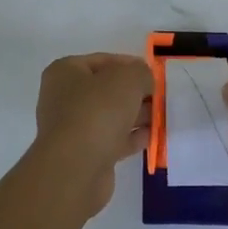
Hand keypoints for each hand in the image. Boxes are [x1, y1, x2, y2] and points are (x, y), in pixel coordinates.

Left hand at [29, 53, 154, 214]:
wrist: (76, 168)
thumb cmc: (97, 112)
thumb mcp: (127, 79)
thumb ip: (140, 72)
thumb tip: (144, 79)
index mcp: (65, 72)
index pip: (103, 60)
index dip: (130, 64)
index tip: (154, 74)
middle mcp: (64, 98)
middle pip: (107, 89)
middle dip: (136, 93)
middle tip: (161, 97)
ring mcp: (73, 127)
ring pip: (111, 116)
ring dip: (136, 115)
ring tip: (163, 117)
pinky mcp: (85, 153)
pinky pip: (113, 139)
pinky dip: (132, 137)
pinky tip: (152, 137)